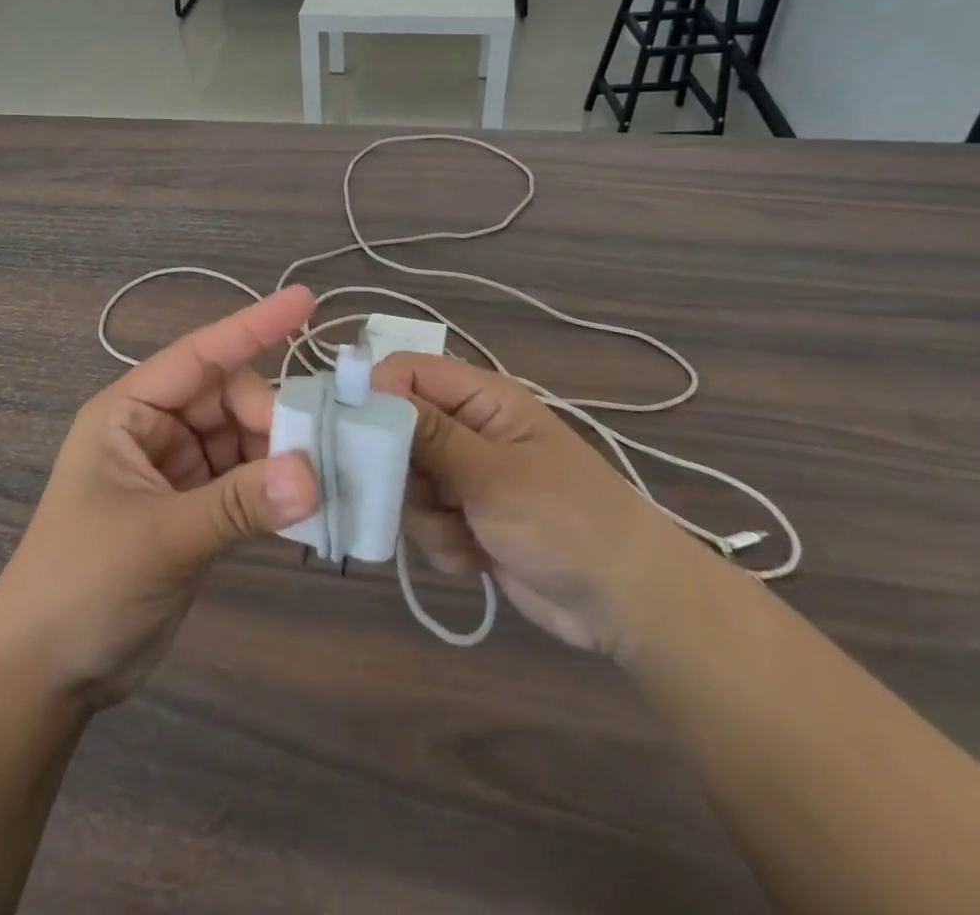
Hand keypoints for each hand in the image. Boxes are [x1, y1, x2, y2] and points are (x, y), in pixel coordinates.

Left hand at [0, 287, 320, 709]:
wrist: (45, 674)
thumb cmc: (81, 584)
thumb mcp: (159, 537)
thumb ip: (238, 504)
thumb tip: (314, 475)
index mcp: (129, 412)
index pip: (199, 354)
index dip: (254, 325)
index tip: (307, 302)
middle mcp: (155, 431)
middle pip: (229, 400)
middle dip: (272, 418)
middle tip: (314, 455)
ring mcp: (177, 471)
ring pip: (244, 441)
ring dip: (280, 456)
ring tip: (322, 482)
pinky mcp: (195, 511)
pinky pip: (247, 483)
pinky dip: (274, 491)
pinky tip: (307, 509)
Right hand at [374, 352, 677, 656]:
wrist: (628, 606)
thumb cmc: (568, 522)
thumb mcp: (494, 474)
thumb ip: (429, 434)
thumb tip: (369, 389)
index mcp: (480, 399)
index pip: (406, 373)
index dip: (374, 394)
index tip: (350, 432)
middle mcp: (466, 430)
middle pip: (394, 431)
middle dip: (400, 471)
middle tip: (422, 495)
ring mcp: (463, 477)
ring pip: (403, 483)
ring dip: (426, 516)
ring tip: (467, 532)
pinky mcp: (463, 519)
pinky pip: (421, 523)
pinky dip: (443, 543)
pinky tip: (478, 557)